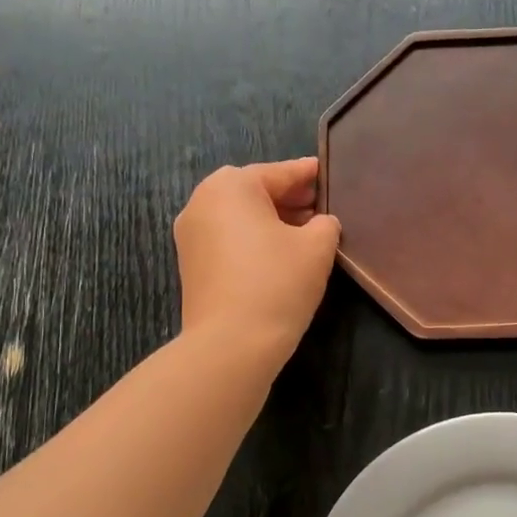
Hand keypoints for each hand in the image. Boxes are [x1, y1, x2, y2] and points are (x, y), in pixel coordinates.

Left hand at [174, 158, 340, 364]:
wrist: (231, 343)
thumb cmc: (277, 282)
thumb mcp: (317, 247)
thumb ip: (324, 224)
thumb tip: (320, 223)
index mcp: (232, 186)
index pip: (280, 173)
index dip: (307, 174)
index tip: (326, 173)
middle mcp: (202, 202)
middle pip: (254, 191)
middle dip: (287, 197)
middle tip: (319, 207)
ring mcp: (190, 234)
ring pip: (239, 215)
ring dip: (270, 219)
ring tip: (304, 233)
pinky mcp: (191, 264)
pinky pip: (227, 238)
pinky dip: (252, 238)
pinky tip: (278, 254)